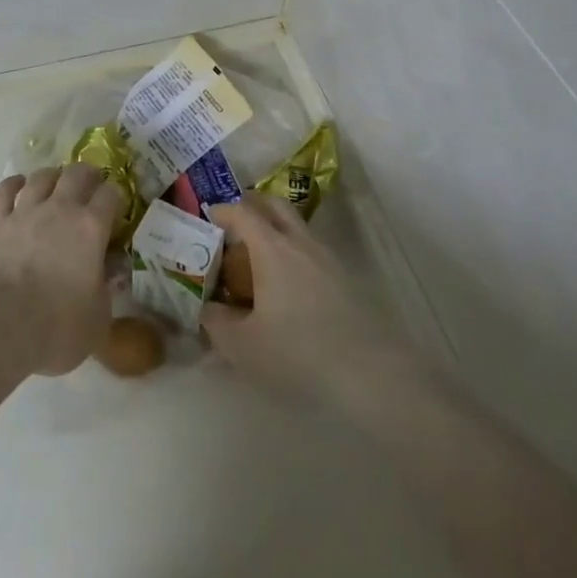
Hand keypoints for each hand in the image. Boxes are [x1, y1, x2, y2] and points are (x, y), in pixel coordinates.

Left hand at [0, 165, 122, 379]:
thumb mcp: (99, 318)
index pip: (111, 194)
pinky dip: (13, 184)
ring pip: (42, 176)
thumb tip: (112, 272)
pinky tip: (18, 186)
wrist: (0, 329)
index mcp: (91, 228)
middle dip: (87, 175)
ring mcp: (26, 211)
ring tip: (55, 185)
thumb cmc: (57, 328)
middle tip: (89, 187)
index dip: (116, 198)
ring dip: (52, 177)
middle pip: (77, 173)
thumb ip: (108, 289)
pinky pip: (4, 190)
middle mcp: (60, 209)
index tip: (116, 209)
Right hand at [201, 196, 417, 409]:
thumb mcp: (243, 347)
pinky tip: (287, 283)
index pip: (242, 212)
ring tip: (259, 257)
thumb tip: (207, 308)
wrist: (369, 372)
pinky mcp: (345, 277)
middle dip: (252, 205)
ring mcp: (326, 257)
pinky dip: (293, 251)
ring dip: (275, 228)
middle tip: (235, 223)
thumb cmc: (298, 353)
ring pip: (296, 226)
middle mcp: (299, 241)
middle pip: (274, 205)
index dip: (223, 210)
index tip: (209, 216)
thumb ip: (217, 323)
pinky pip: (311, 249)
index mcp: (271, 248)